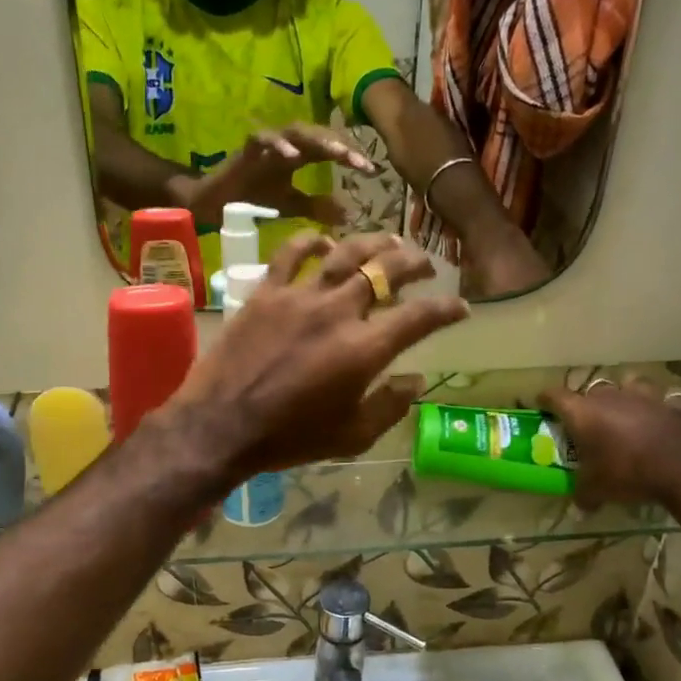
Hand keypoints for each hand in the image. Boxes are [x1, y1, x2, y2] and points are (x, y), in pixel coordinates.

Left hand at [161, 233, 469, 482]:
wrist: (221, 426)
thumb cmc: (289, 439)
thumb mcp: (351, 437)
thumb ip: (389, 406)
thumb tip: (415, 381)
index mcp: (364, 350)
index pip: (419, 317)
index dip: (445, 309)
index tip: (460, 306)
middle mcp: (338, 312)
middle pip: (385, 271)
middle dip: (414, 263)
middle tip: (426, 264)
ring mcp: (299, 297)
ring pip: (344, 253)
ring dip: (372, 243)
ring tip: (388, 241)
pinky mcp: (265, 294)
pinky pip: (290, 255)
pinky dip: (310, 242)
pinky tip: (323, 241)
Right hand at [187, 123, 373, 229]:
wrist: (214, 204)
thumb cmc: (251, 200)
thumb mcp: (291, 206)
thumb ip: (317, 207)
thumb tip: (348, 215)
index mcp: (299, 156)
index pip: (330, 150)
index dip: (351, 157)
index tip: (372, 172)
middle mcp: (286, 145)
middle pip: (318, 136)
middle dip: (341, 146)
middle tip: (361, 162)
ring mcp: (266, 144)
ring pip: (296, 132)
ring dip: (317, 140)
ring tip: (337, 154)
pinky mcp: (246, 148)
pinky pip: (263, 138)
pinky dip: (278, 145)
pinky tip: (292, 156)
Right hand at [538, 381, 680, 508]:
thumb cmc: (627, 472)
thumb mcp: (597, 489)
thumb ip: (583, 494)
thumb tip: (578, 507)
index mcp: (582, 412)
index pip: (554, 396)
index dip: (545, 400)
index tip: (541, 406)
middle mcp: (610, 397)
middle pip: (591, 390)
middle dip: (587, 403)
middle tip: (587, 421)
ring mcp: (644, 396)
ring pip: (628, 384)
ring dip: (625, 395)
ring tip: (626, 411)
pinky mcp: (672, 404)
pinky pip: (662, 400)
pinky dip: (659, 408)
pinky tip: (661, 420)